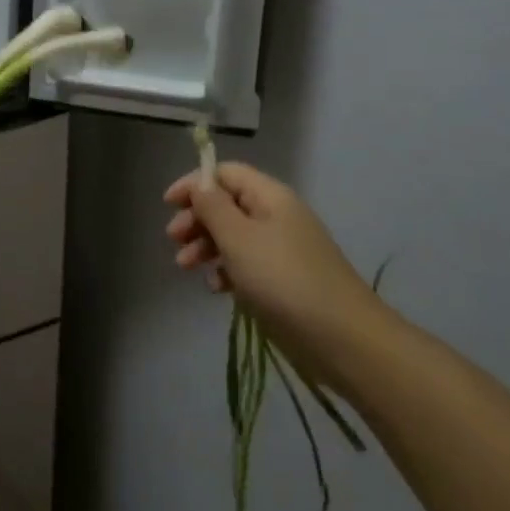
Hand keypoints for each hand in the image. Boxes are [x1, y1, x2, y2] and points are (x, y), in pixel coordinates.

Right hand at [164, 161, 386, 376]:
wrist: (341, 337)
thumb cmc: (283, 279)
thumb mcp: (238, 238)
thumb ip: (213, 207)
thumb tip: (199, 184)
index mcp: (270, 197)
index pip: (226, 173)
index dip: (195, 183)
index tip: (168, 204)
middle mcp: (277, 216)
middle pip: (227, 204)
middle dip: (197, 218)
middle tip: (173, 239)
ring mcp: (282, 249)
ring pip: (234, 235)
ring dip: (206, 245)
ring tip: (184, 266)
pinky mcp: (283, 279)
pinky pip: (246, 263)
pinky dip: (226, 270)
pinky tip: (216, 288)